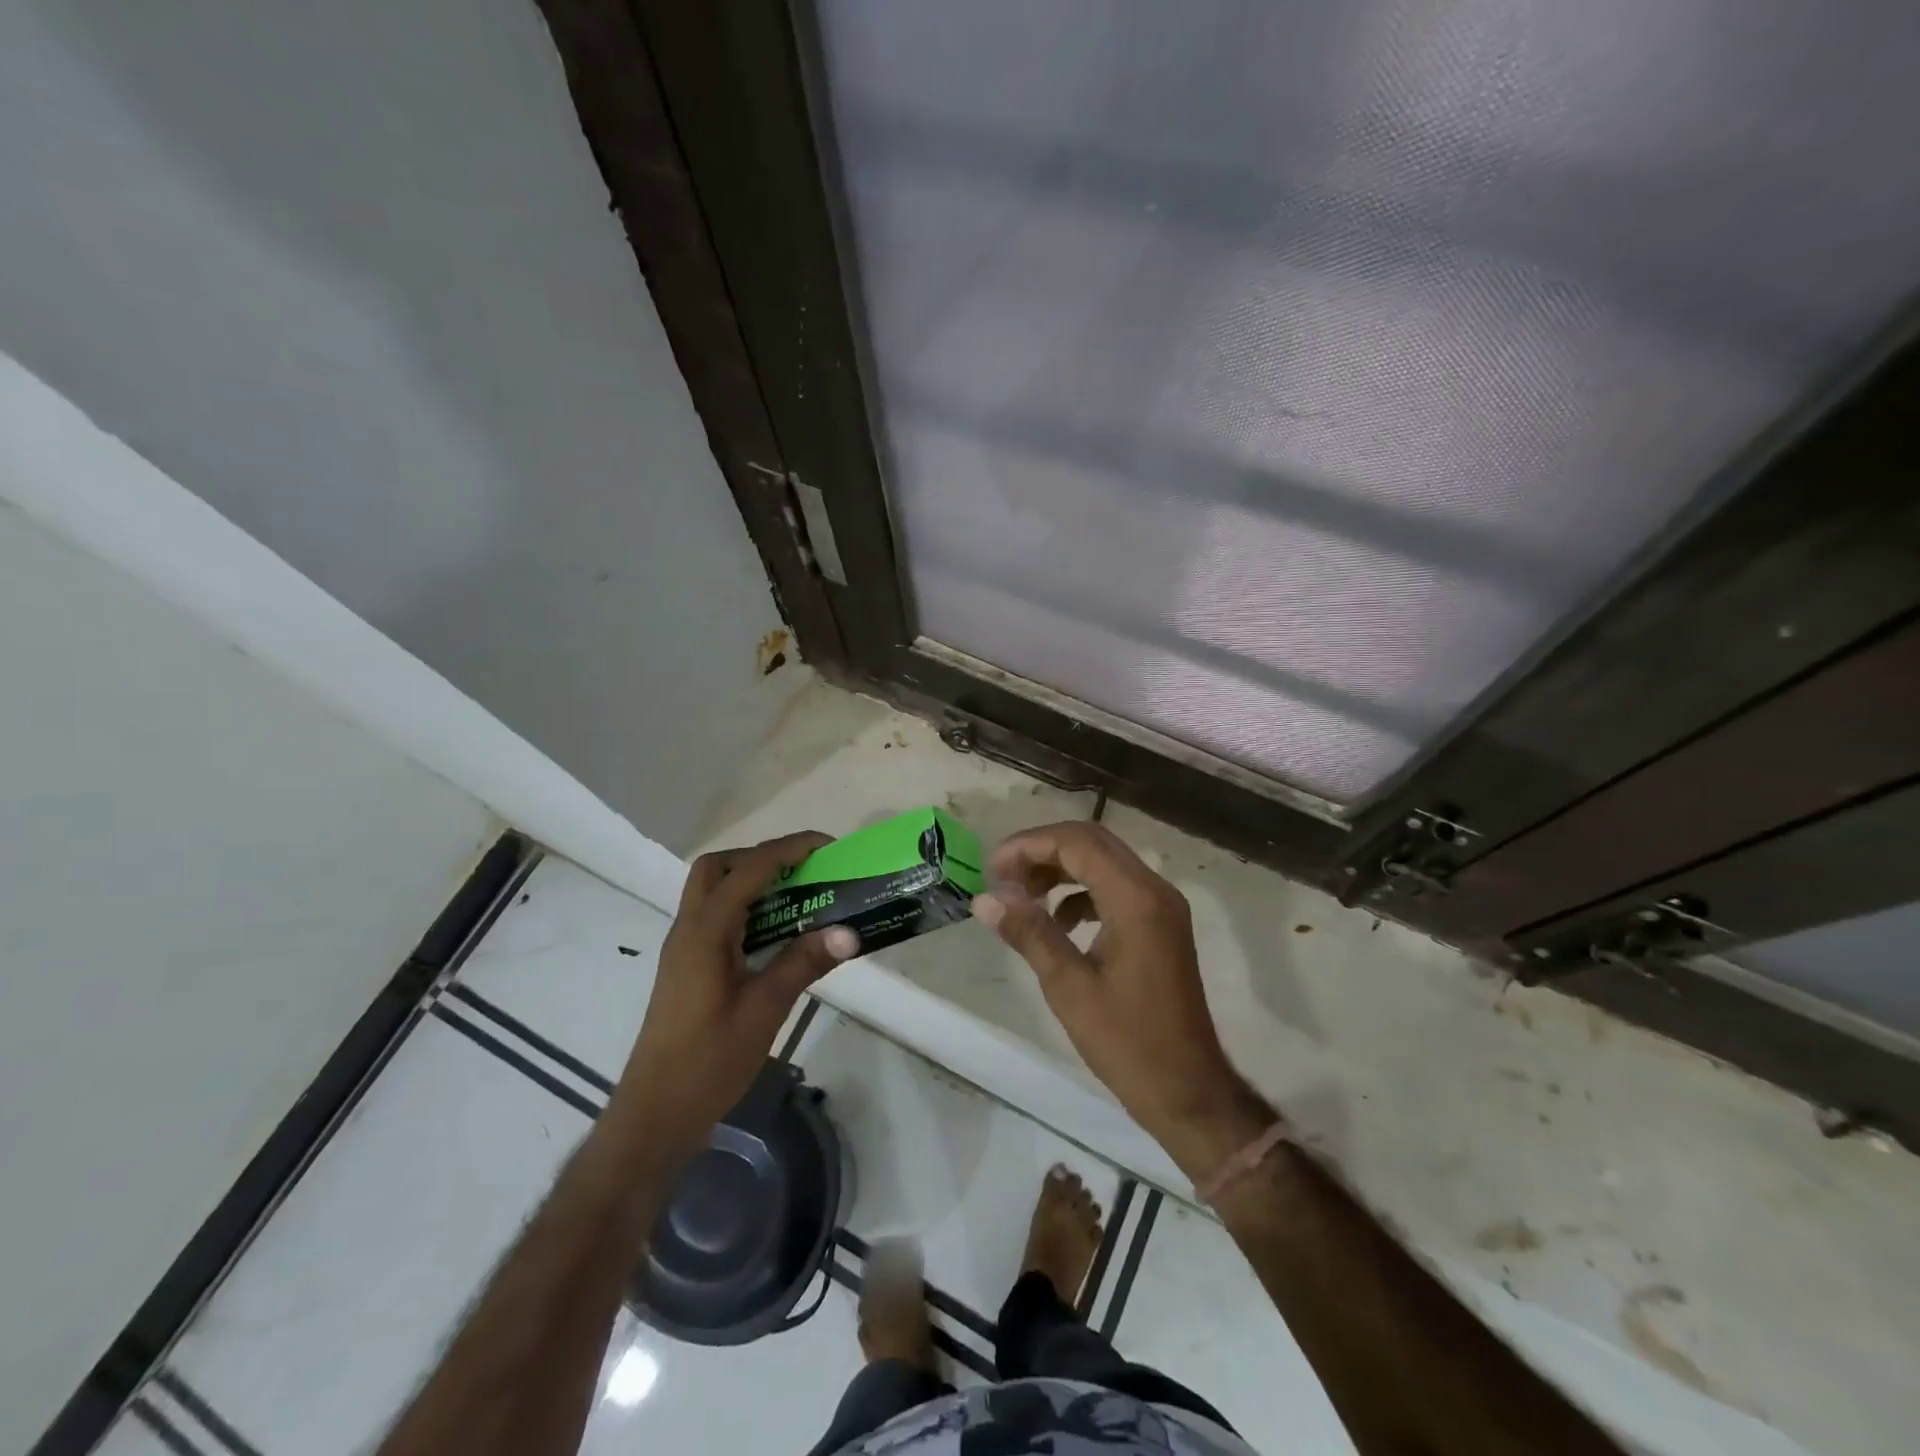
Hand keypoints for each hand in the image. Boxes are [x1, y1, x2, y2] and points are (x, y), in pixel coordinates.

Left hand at [610, 831, 858, 1161]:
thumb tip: (848, 932)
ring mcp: (684, 949)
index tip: (827, 846)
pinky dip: (746, 909)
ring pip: (712, 892)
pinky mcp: (687, 968)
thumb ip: (803, 964)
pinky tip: (776, 935)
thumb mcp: (764, 1010)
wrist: (654, 1114)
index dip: (788, 849)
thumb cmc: (708, 1062)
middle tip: (802, 871)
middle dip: (761, 857)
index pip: (748, 870)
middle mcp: (689, 930)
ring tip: (798, 897)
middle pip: (717, 868)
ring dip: (752, 882)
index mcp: (705, 932)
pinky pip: (715, 918)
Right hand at [972, 822, 1272, 1178]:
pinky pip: (1116, 888)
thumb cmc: (1126, 1041)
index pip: (1077, 843)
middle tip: (1003, 877)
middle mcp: (1154, 890)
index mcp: (1136, 899)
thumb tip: (985, 898)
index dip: (1030, 845)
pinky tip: (1058, 922)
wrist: (1187, 1089)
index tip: (992, 868)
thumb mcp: (1068, 986)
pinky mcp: (1160, 925)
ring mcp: (1161, 907)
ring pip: (1104, 863)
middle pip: (1092, 843)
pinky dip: (1082, 892)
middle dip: (1043, 851)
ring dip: (1061, 870)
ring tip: (1022, 897)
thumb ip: (1029, 932)